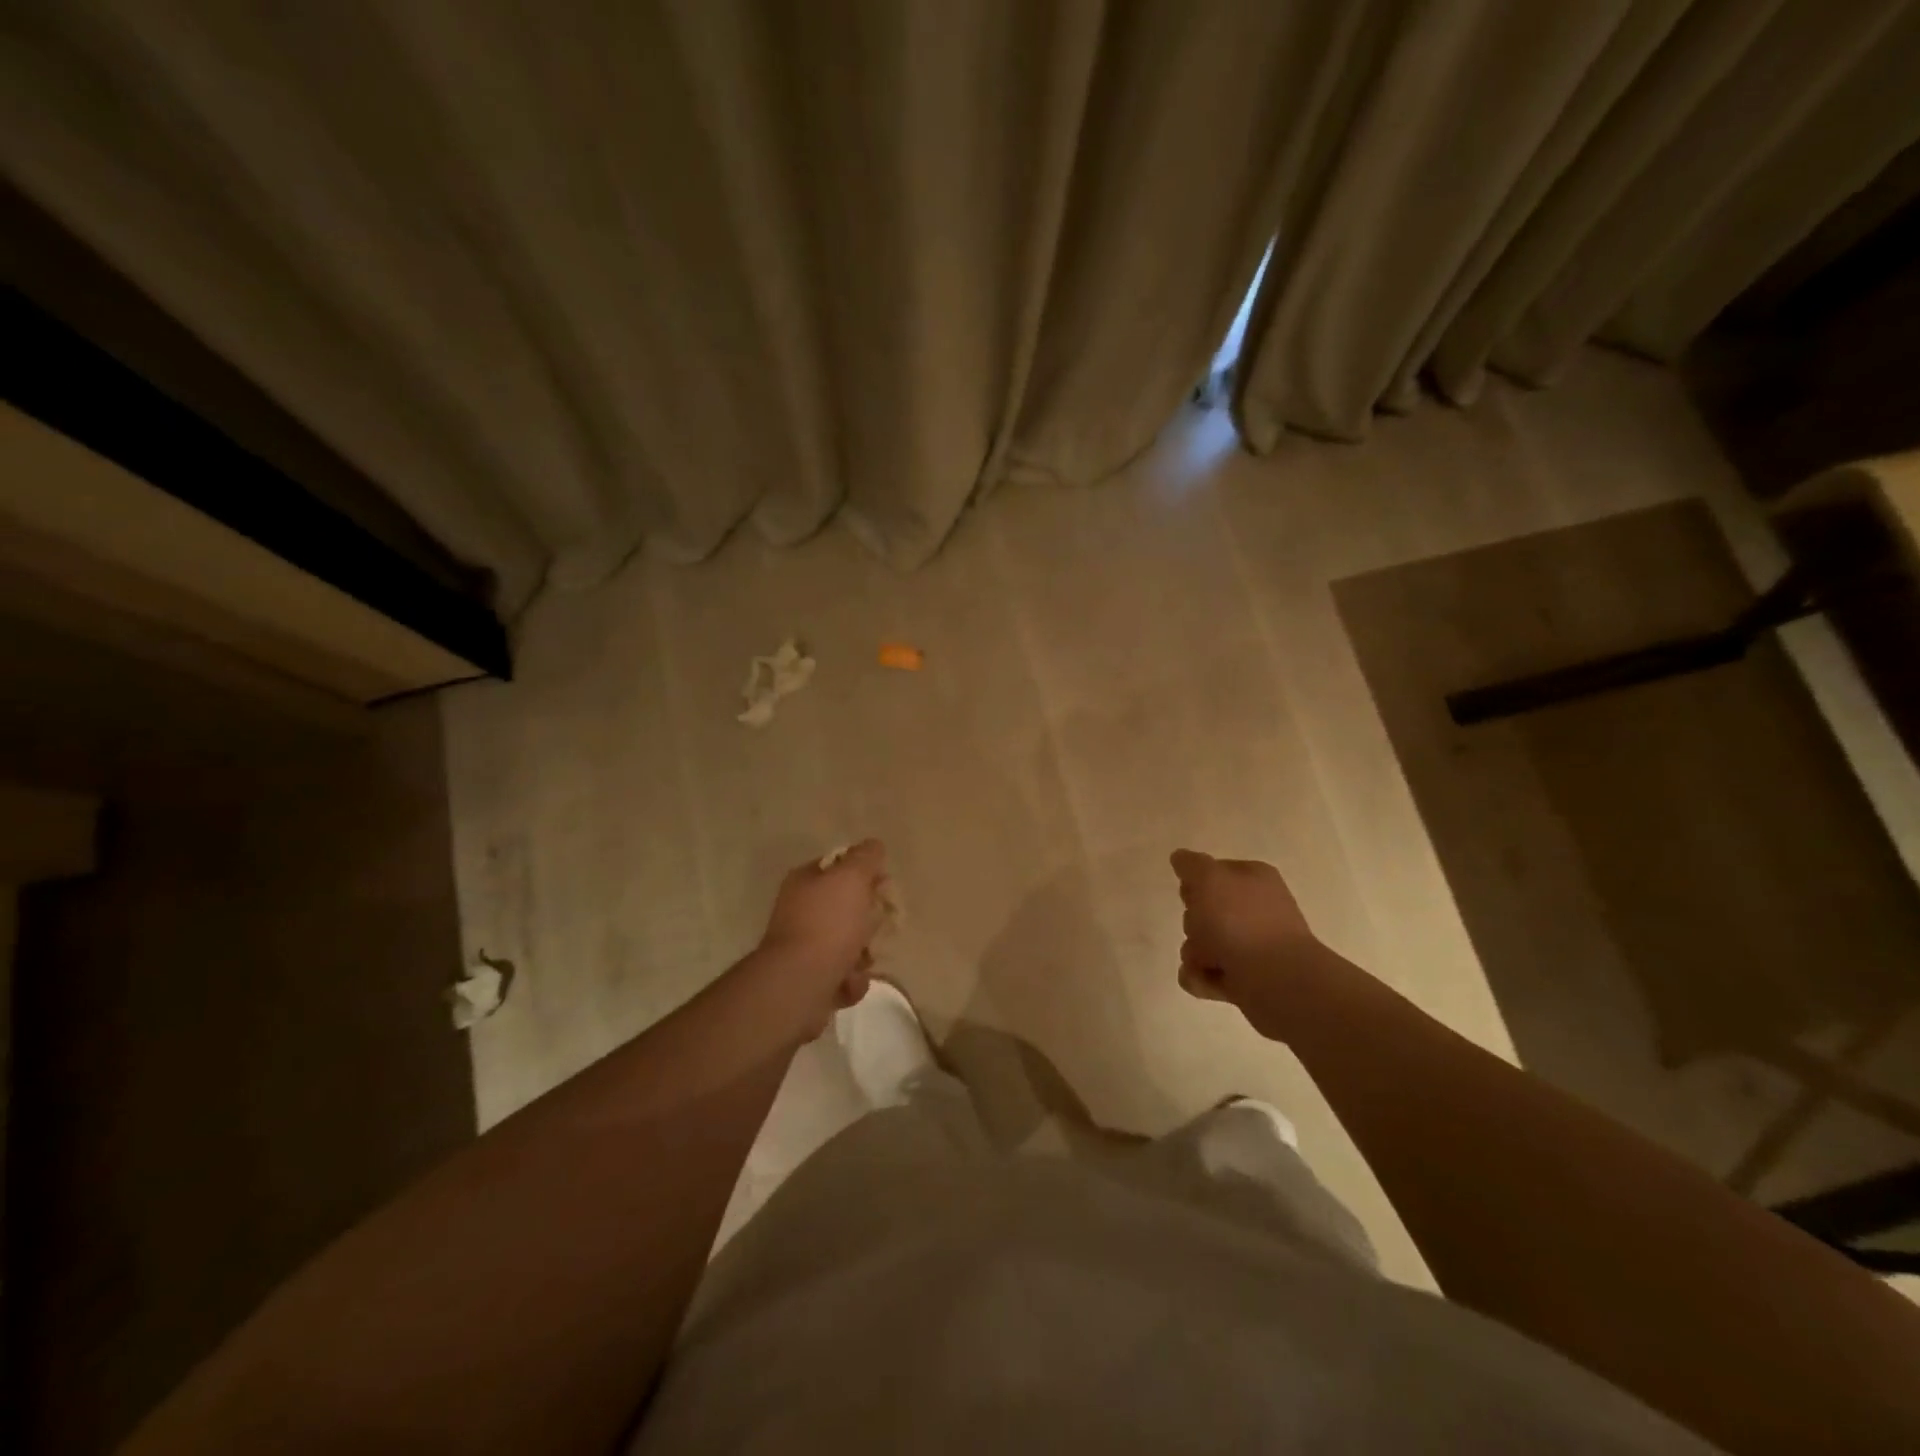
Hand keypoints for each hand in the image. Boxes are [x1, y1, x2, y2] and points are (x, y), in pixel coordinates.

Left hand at [755, 840, 888, 1036]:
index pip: (839, 867)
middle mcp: (799, 912)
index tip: (884, 885)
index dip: (865, 873)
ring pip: (847, 944)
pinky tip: (850, 982)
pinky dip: (851, 981)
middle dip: (868, 918)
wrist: (800, 985)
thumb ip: (866, 857)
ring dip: (863, 953)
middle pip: (846, 907)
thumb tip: (874, 846)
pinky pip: (842, 976)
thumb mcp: (852, 878)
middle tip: (880, 924)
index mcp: (804, 882)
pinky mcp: (809, 981)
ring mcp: (802, 948)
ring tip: (864, 960)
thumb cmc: (828, 924)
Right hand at [1171, 849, 1337, 1033]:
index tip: (1189, 895)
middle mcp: (1256, 910)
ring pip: (1203, 944)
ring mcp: (1254, 946)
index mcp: (1254, 879)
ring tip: (1206, 962)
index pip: (1214, 872)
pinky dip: (1201, 977)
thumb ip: (1191, 865)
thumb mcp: (1209, 878)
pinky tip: (1203, 979)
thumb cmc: (1241, 922)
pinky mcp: (1248, 979)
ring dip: (1194, 953)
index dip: (1195, 883)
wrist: (1278, 981)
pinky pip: (1208, 973)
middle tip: (1200, 931)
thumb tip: (1180, 858)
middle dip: (1193, 923)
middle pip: (1205, 911)